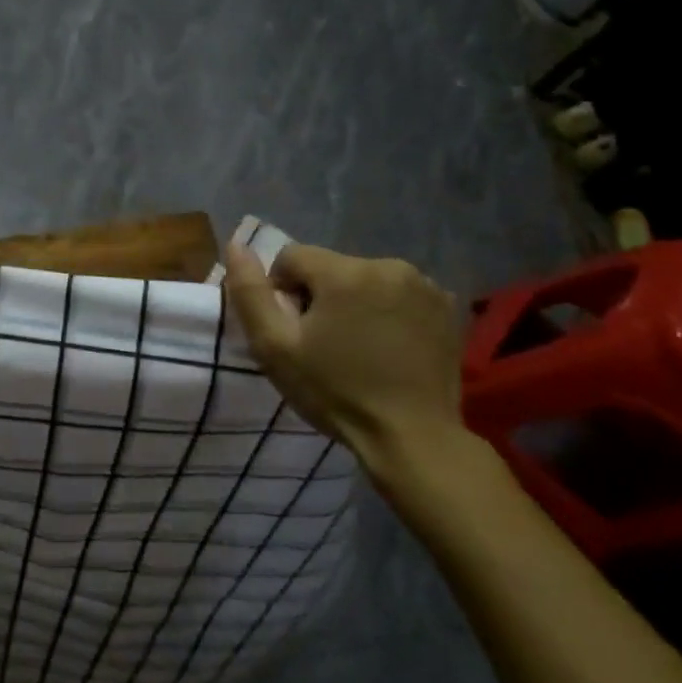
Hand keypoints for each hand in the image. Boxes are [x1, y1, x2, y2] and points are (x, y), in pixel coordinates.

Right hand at [223, 241, 464, 467]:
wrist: (412, 437)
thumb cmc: (335, 392)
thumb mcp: (275, 347)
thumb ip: (250, 292)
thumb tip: (235, 245)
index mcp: (344, 272)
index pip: (292, 257)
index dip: (281, 292)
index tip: (294, 332)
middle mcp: (388, 265)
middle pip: (330, 268)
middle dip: (319, 297)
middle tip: (323, 345)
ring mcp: (424, 285)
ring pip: (364, 280)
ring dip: (353, 303)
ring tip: (357, 348)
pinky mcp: (446, 306)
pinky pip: (397, 294)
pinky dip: (386, 311)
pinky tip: (388, 348)